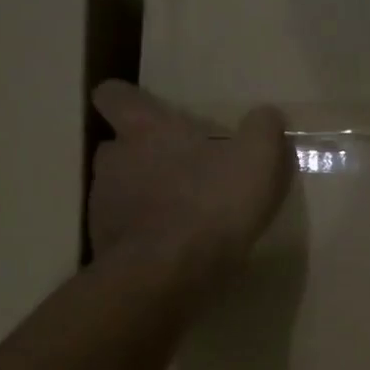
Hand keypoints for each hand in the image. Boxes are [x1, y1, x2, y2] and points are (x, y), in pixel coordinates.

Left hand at [89, 81, 292, 289]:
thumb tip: (266, 114)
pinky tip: (171, 252)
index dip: (129, 101)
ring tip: (179, 218)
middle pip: (117, 147)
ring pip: (118, 191)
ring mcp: (103, 204)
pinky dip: (143, 237)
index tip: (151, 114)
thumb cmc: (212, 204)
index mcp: (146, 129)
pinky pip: (122, 232)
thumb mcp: (257, 160)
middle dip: (143, 157)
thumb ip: (262, 131)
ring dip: (142, 199)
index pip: (113, 94)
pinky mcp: (103, 245)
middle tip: (179, 172)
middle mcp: (114, 159)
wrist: (167, 274)